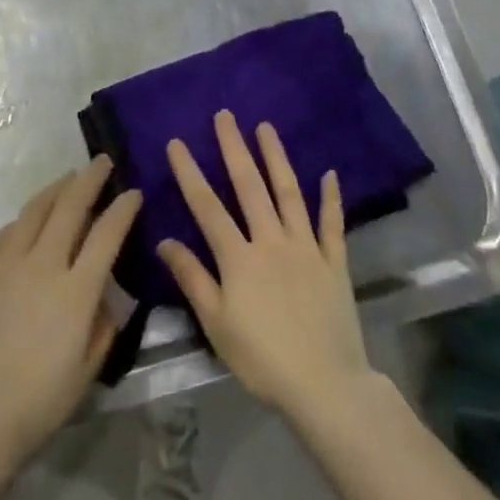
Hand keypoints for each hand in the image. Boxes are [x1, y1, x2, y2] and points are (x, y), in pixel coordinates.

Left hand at [0, 157, 140, 486]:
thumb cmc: (36, 404)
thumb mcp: (88, 370)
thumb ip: (104, 325)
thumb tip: (104, 295)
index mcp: (76, 291)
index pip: (107, 233)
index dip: (124, 208)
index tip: (133, 192)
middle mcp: (43, 265)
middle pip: (70, 206)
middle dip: (90, 179)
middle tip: (103, 162)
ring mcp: (7, 263)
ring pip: (36, 209)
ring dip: (57, 188)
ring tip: (69, 177)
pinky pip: (8, 230)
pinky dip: (26, 216)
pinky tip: (31, 217)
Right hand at [158, 111, 376, 418]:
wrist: (324, 384)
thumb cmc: (261, 358)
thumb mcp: (216, 323)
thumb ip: (192, 278)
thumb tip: (165, 241)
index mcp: (239, 257)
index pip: (207, 207)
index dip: (190, 173)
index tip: (177, 142)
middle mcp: (272, 241)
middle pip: (250, 187)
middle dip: (234, 148)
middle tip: (226, 116)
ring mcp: (306, 248)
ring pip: (289, 194)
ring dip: (277, 158)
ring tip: (266, 127)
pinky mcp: (334, 262)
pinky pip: (332, 224)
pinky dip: (331, 198)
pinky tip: (329, 174)